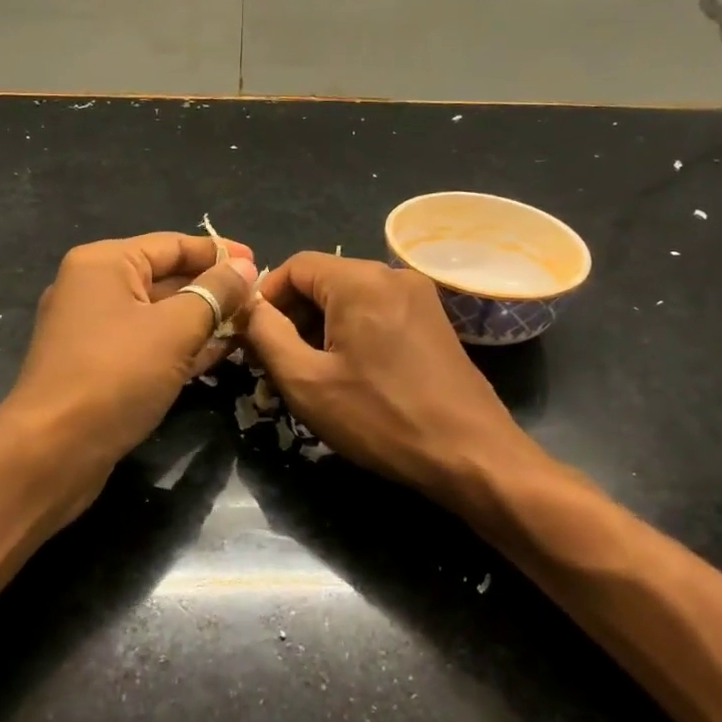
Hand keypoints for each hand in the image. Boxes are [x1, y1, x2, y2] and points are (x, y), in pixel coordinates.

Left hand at [0, 232, 257, 516]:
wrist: (51, 452)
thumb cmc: (115, 376)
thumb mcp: (175, 329)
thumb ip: (215, 294)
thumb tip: (244, 267)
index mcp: (105, 263)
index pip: (172, 244)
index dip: (218, 253)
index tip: (259, 264)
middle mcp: (94, 287)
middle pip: (165, 277)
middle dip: (213, 290)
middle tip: (259, 302)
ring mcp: (93, 329)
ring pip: (159, 314)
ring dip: (202, 320)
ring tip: (249, 327)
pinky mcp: (97, 365)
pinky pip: (148, 343)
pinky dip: (181, 346)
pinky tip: (219, 354)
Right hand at [242, 252, 533, 508]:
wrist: (472, 454)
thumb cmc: (381, 417)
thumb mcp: (307, 381)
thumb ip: (266, 334)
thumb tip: (249, 307)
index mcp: (360, 279)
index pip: (294, 266)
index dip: (265, 298)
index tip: (251, 338)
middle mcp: (392, 274)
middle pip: (323, 281)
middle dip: (292, 318)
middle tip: (274, 364)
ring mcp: (419, 296)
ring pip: (349, 300)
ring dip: (320, 330)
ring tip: (308, 377)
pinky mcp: (434, 321)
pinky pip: (377, 314)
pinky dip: (351, 335)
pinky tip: (347, 376)